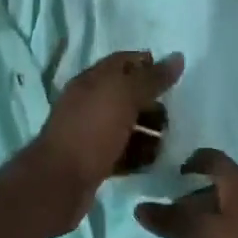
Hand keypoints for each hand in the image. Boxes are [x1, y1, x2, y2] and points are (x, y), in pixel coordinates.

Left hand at [31, 50, 184, 226]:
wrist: (60, 181)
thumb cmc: (92, 130)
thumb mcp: (125, 97)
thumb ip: (152, 78)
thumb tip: (178, 57)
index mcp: (92, 80)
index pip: (123, 62)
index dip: (148, 64)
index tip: (174, 76)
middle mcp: (89, 102)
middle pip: (127, 95)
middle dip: (152, 102)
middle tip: (175, 114)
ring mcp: (90, 132)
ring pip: (126, 125)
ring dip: (149, 131)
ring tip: (169, 141)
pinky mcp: (94, 160)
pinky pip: (123, 151)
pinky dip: (138, 154)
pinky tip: (155, 161)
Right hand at [135, 149, 237, 237]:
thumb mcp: (201, 236)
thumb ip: (170, 221)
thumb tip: (140, 207)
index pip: (212, 159)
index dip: (191, 162)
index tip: (172, 176)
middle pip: (218, 187)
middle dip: (192, 201)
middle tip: (171, 219)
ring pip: (229, 212)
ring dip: (206, 223)